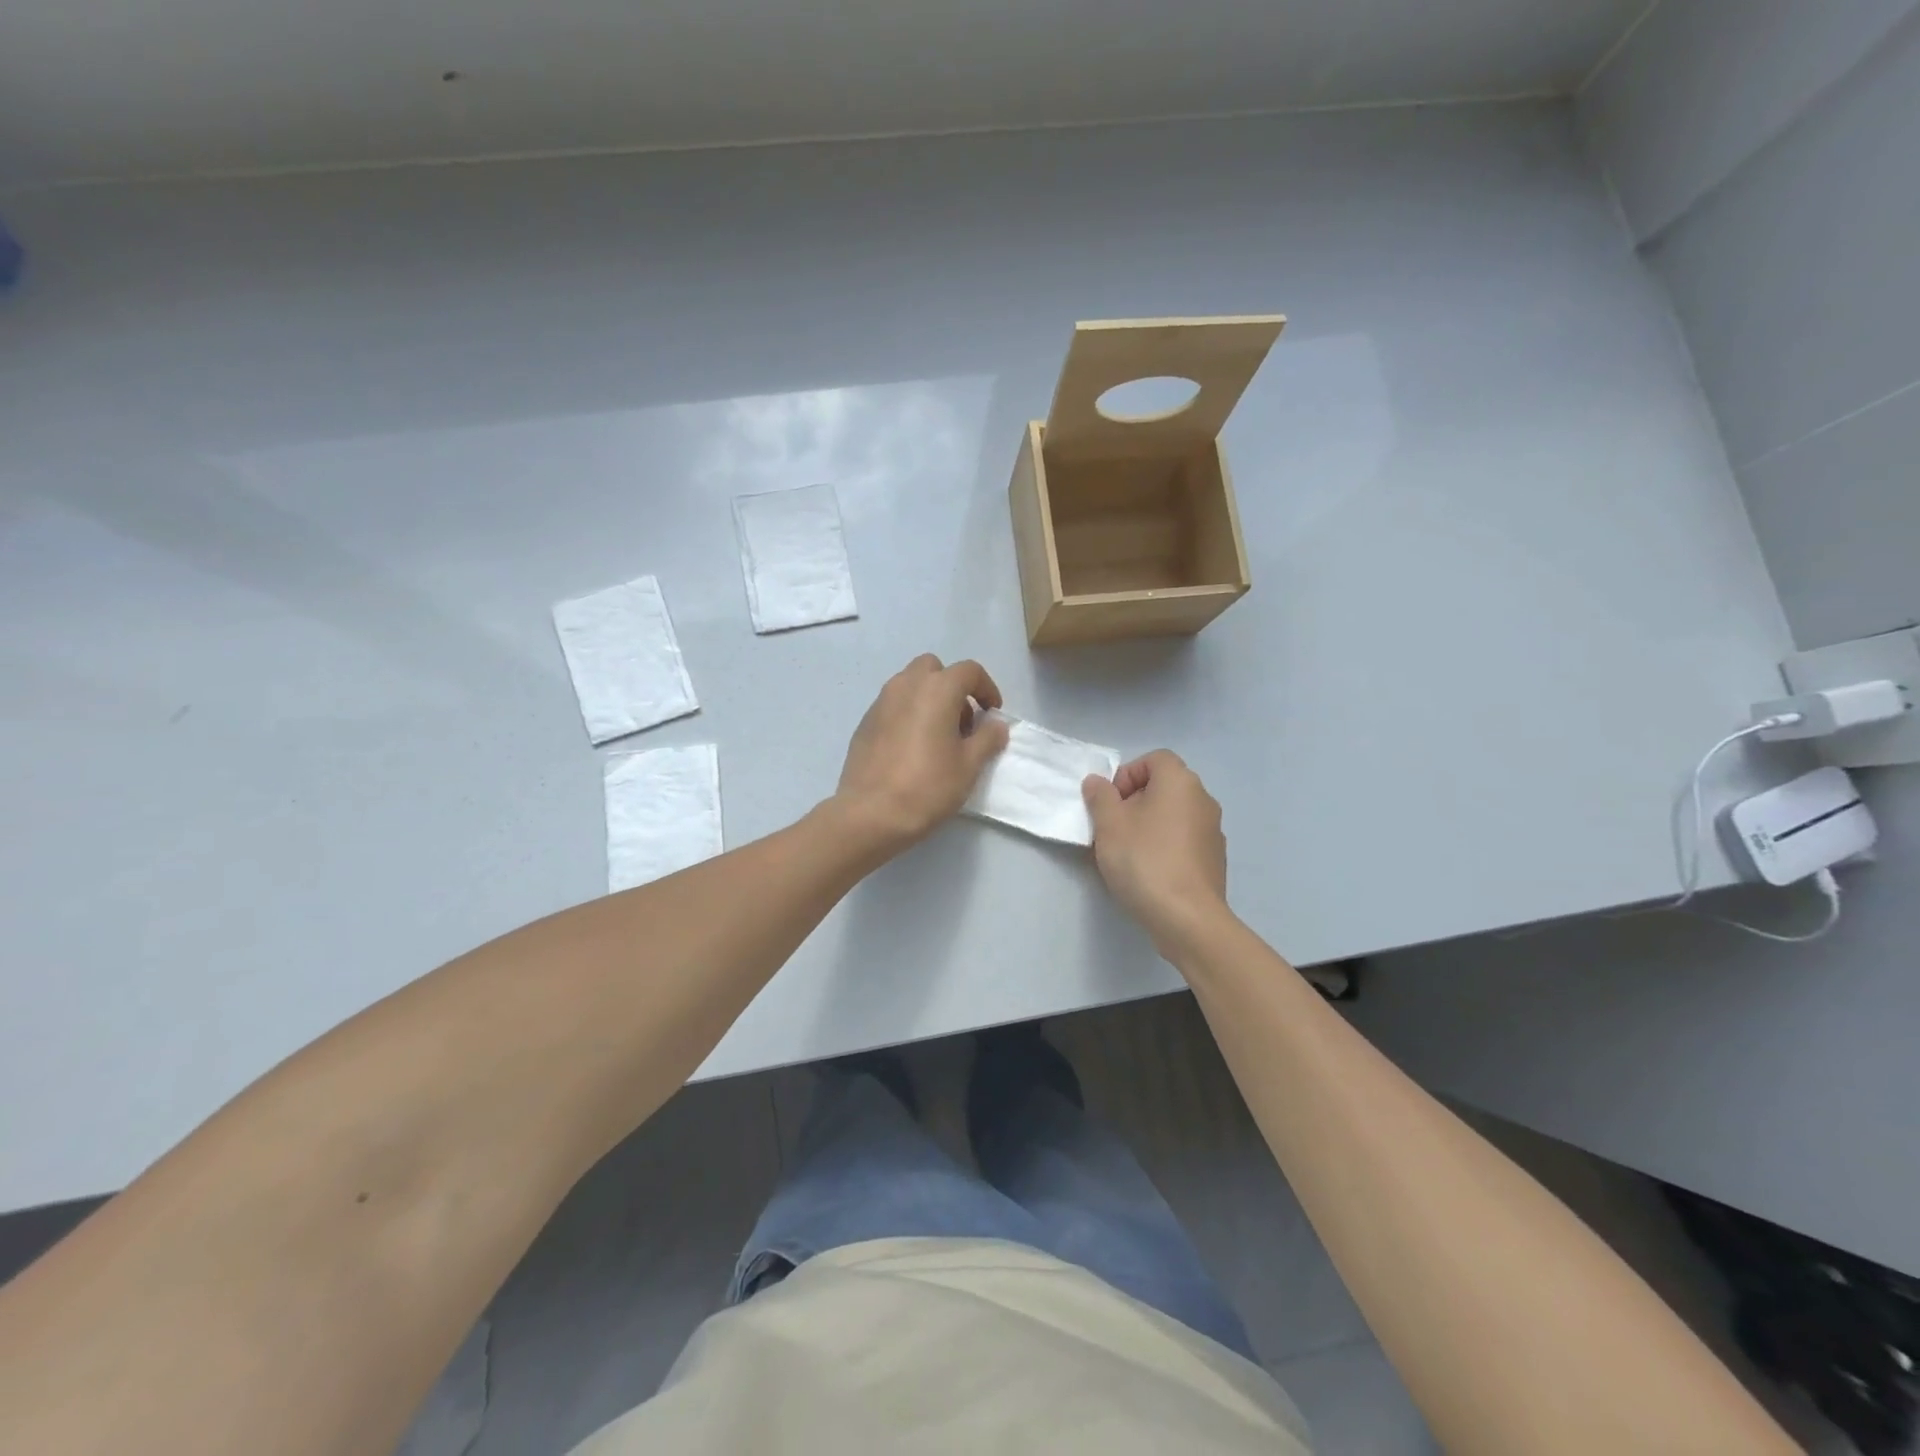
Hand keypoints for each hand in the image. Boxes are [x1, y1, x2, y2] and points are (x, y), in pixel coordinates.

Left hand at [832, 655, 1010, 852]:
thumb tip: (995, 724)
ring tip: (938, 737)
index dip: (987, 688)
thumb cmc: (927, 786)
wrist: (870, 813)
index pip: (969, 671)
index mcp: (936, 689)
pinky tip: (912, 748)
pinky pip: (893, 705)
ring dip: (929, 699)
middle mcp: (906, 685)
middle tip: (962, 722)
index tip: (992, 714)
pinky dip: (908, 714)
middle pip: (934, 669)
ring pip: (910, 685)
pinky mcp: (864, 722)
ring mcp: (880, 702)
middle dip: (952, 688)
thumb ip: (987, 738)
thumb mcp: (969, 765)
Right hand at [1082, 751, 1230, 954]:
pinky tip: (1148, 873)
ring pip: (1173, 815)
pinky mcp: (1214, 860)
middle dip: (1134, 802)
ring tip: (1126, 853)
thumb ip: (1100, 797)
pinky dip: (1165, 846)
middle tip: (1112, 828)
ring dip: (1148, 825)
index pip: (1154, 759)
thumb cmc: (1144, 861)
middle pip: (1163, 787)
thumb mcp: (1109, 825)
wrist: (1187, 918)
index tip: (1110, 803)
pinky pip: (1183, 840)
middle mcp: (1203, 799)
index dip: (1127, 774)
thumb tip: (1097, 782)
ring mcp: (1213, 831)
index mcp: (1180, 782)